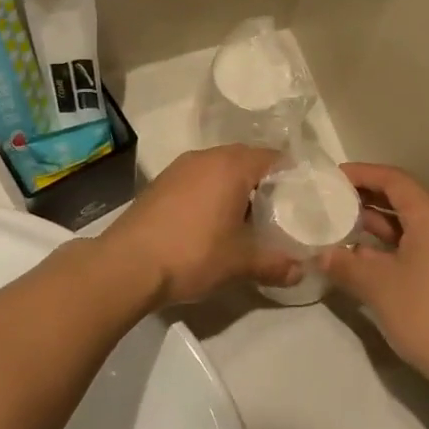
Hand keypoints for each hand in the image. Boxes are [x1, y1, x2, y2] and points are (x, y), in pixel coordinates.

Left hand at [107, 145, 300, 304]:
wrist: (126, 265)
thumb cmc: (192, 253)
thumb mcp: (239, 262)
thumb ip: (274, 263)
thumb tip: (301, 271)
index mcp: (232, 166)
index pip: (273, 159)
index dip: (291, 177)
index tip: (302, 200)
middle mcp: (206, 157)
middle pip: (246, 160)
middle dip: (263, 183)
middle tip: (279, 211)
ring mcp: (179, 168)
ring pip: (219, 169)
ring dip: (235, 188)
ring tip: (247, 219)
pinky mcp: (160, 184)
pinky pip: (197, 179)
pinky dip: (211, 194)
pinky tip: (212, 222)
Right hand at [320, 164, 428, 397]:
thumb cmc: (427, 313)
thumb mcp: (378, 286)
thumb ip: (345, 265)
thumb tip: (320, 254)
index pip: (394, 179)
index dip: (362, 173)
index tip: (331, 177)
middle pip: (401, 198)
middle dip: (365, 196)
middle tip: (330, 199)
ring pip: (406, 225)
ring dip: (374, 222)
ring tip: (339, 224)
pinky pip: (411, 246)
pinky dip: (385, 246)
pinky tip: (360, 257)